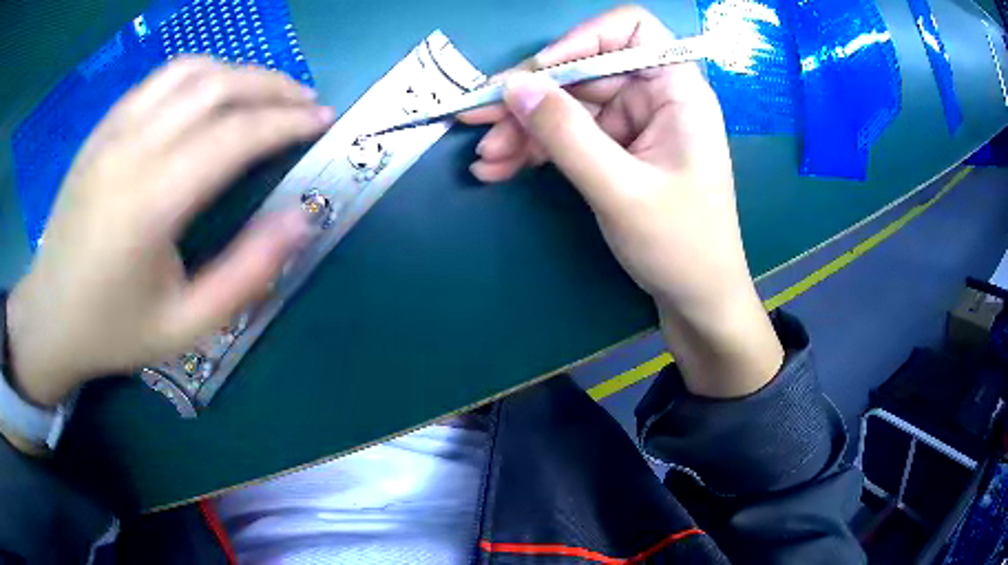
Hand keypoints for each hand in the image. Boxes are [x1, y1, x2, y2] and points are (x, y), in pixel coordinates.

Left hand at [6, 57, 332, 406]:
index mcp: (150, 202)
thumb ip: (246, 275)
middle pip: (217, 86)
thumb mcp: (185, 327)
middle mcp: (131, 149)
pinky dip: (200, 73)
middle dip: (273, 86)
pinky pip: (160, 79)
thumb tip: (301, 219)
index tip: (323, 121)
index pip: (235, 134)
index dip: (287, 121)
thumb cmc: (113, 330)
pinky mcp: (103, 128)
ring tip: (265, 92)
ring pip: (190, 70)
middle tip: (305, 102)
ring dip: (239, 72)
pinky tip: (213, 92)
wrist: (49, 316)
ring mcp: (113, 131)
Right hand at [460, 6, 782, 396]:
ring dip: (522, 129)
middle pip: (582, 71)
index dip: (581, 40)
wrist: (696, 298)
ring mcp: (632, 124)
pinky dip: (534, 149)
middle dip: (530, 97)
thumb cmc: (680, 245)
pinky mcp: (615, 150)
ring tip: (486, 159)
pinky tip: (499, 169)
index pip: (629, 29)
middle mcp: (654, 96)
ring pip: (566, 106)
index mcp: (677, 90)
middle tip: (477, 120)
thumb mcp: (621, 189)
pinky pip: (567, 135)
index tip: (539, 75)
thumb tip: (513, 86)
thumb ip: (566, 134)